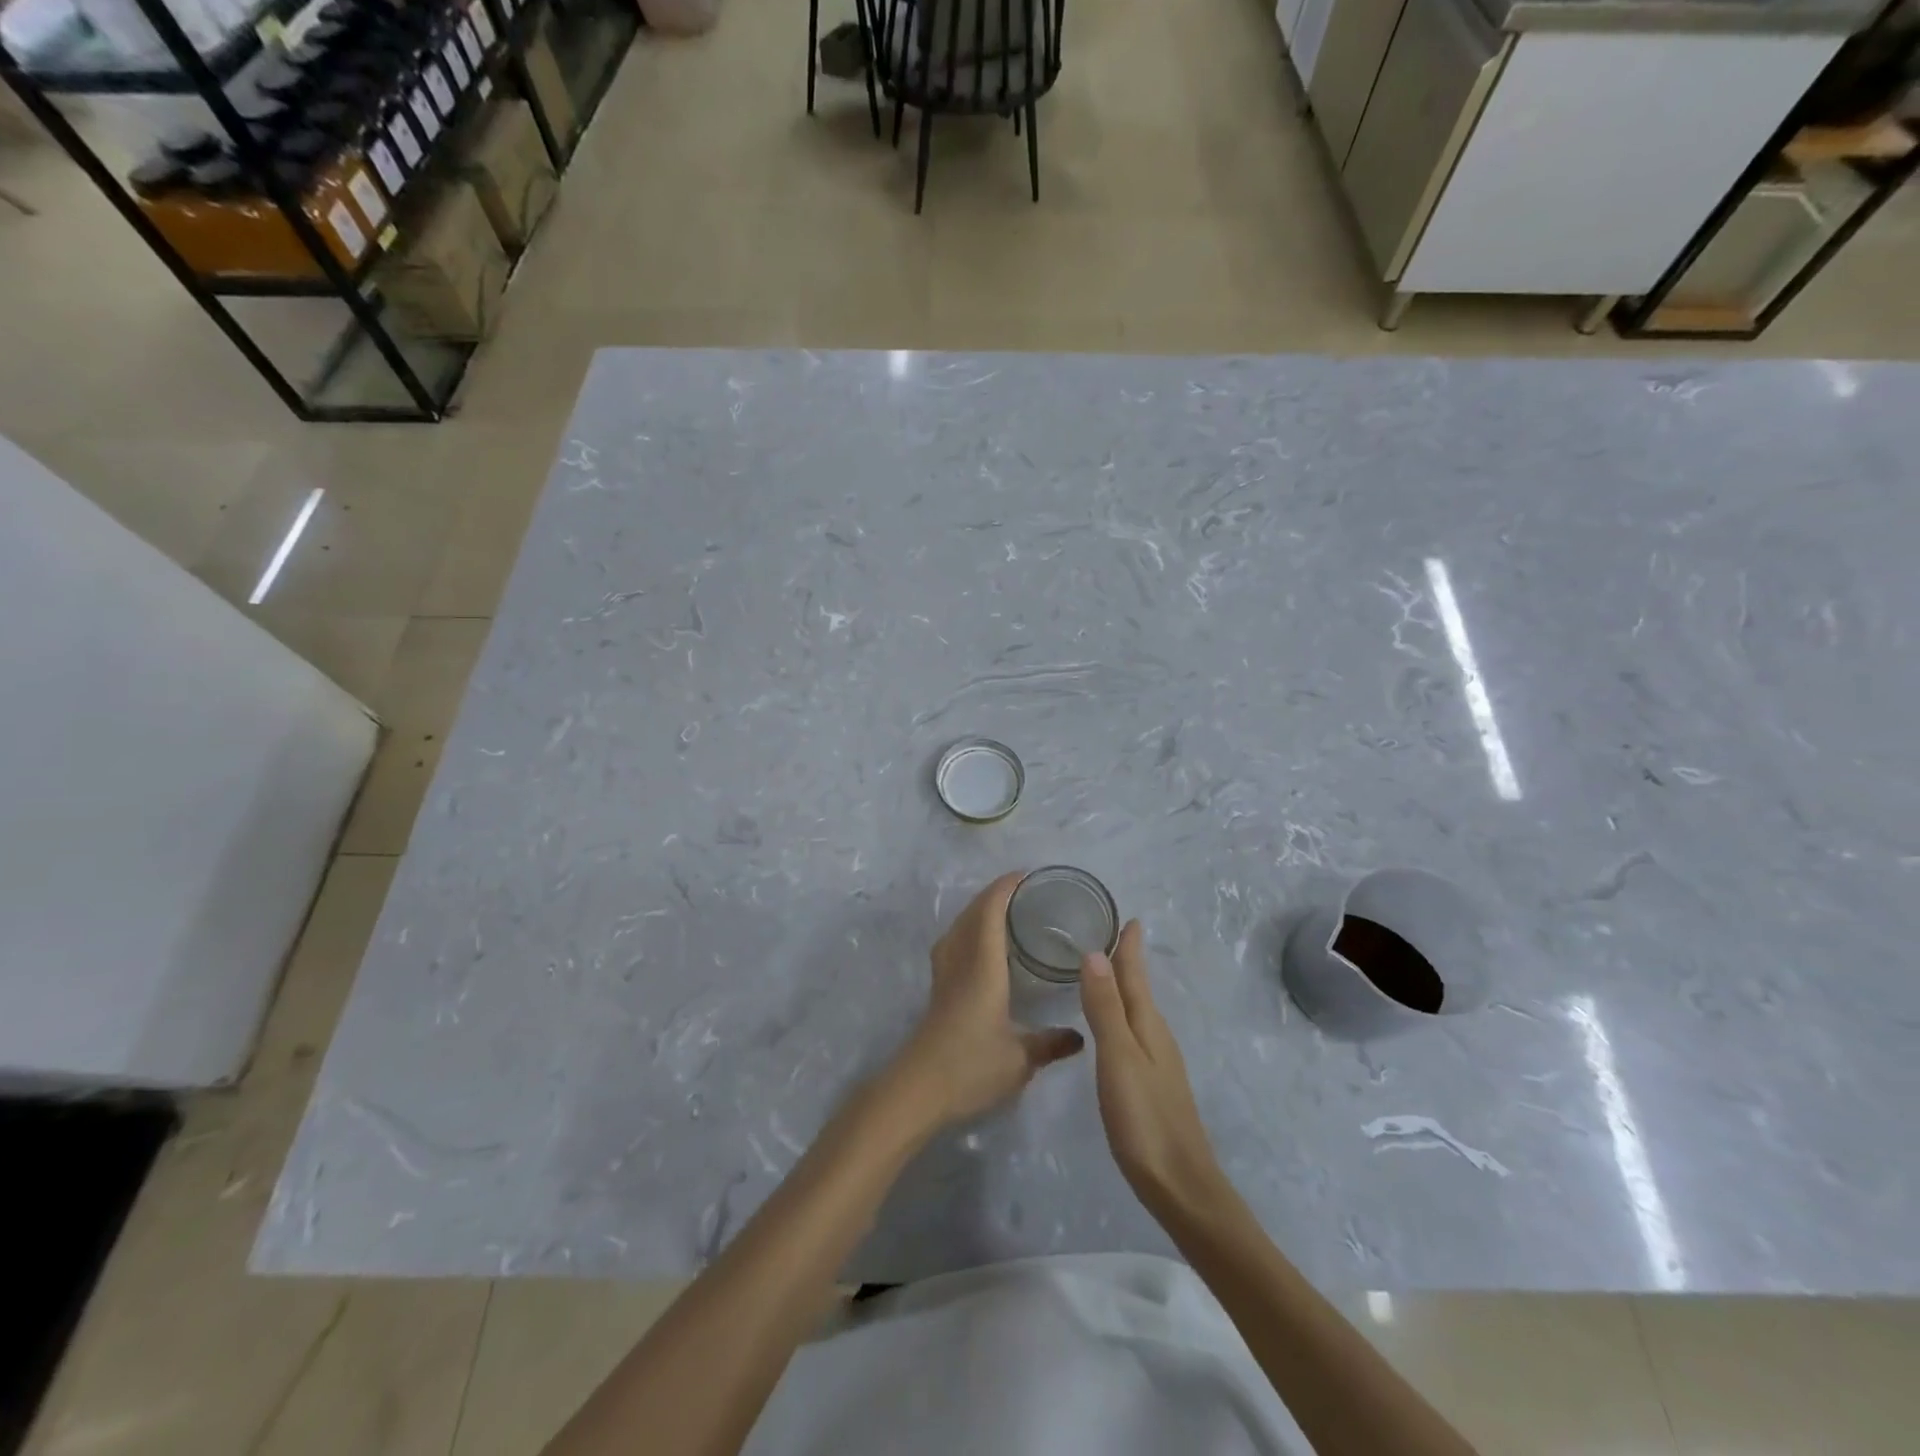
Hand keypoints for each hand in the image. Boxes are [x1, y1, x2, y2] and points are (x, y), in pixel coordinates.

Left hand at [886, 872, 1084, 1129]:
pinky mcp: (937, 991)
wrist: (917, 1090)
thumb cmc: (970, 1067)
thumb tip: (1080, 1036)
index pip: (990, 912)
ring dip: (978, 911)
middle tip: (1024, 891)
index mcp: (982, 966)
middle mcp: (960, 961)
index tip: (1027, 875)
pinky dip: (969, 931)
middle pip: (971, 913)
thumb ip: (1051, 1043)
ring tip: (1004, 912)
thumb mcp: (1020, 1059)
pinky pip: (953, 944)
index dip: (1005, 888)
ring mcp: (944, 975)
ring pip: (958, 927)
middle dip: (994, 894)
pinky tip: (982, 948)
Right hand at [1079, 921, 1226, 1215]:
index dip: (1130, 947)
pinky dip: (1123, 1015)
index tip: (1129, 917)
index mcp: (1147, 1025)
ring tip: (1107, 971)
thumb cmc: (1145, 1119)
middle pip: (1139, 989)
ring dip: (1125, 987)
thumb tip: (1094, 952)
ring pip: (1138, 1011)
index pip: (1135, 975)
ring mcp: (1158, 1063)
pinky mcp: (1153, 1085)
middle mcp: (1156, 1036)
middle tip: (1112, 935)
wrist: (1181, 1186)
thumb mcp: (1119, 1058)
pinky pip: (1135, 1034)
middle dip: (1127, 961)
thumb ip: (1105, 1008)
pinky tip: (1115, 1027)